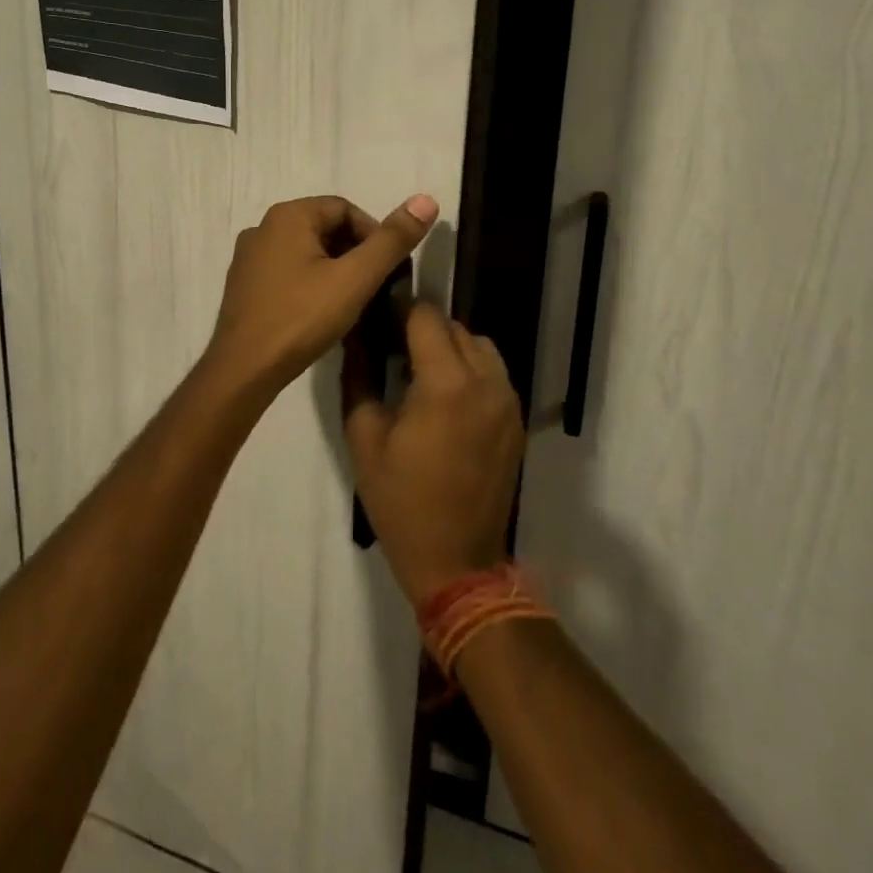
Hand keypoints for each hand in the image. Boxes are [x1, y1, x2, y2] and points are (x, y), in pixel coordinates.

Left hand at [203, 193, 438, 400]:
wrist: (244, 369)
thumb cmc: (302, 318)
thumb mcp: (355, 279)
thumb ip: (391, 240)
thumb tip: (426, 200)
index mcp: (288, 215)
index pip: (345, 209)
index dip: (375, 235)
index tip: (390, 269)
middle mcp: (263, 226)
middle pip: (325, 228)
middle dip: (355, 252)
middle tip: (375, 287)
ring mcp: (249, 256)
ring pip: (306, 251)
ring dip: (334, 269)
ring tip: (353, 302)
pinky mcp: (244, 283)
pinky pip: (287, 270)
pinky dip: (310, 281)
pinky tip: (321, 311)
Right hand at [343, 302, 523, 607]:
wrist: (457, 561)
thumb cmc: (400, 500)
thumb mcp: (363, 436)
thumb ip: (359, 374)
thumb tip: (355, 334)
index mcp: (447, 384)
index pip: (425, 316)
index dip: (397, 310)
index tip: (376, 320)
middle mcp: (486, 382)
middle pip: (453, 326)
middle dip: (421, 328)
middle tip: (391, 348)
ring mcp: (508, 401)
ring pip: (478, 344)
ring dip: (449, 346)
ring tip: (420, 371)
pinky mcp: (517, 420)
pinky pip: (494, 372)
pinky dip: (470, 368)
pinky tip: (446, 396)